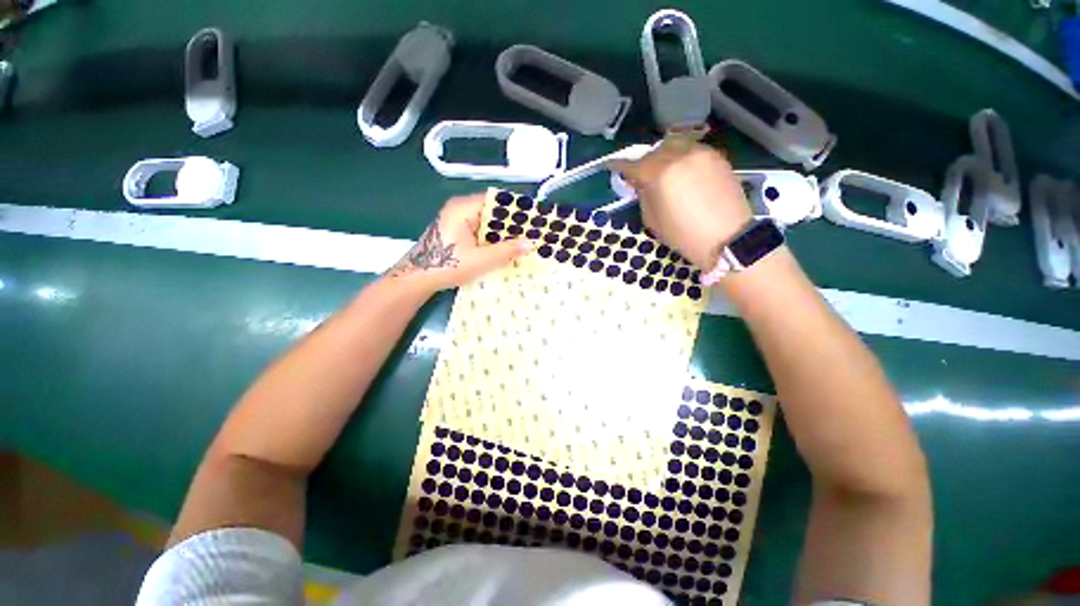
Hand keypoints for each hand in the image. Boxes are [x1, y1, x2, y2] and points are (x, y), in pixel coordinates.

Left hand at [387, 193, 535, 291]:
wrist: (416, 279)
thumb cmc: (446, 266)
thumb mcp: (480, 260)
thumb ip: (506, 251)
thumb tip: (531, 244)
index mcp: (463, 208)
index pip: (496, 200)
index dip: (516, 209)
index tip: (533, 219)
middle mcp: (459, 209)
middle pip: (492, 210)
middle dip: (512, 223)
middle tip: (532, 233)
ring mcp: (456, 220)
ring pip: (486, 222)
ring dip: (502, 232)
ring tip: (523, 242)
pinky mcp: (456, 231)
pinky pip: (479, 230)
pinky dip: (492, 238)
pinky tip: (504, 249)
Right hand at [609, 141, 751, 270]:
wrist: (727, 238)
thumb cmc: (683, 235)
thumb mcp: (652, 220)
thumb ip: (643, 195)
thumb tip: (640, 183)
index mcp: (660, 173)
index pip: (634, 165)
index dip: (620, 166)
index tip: (611, 166)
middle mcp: (680, 155)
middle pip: (654, 151)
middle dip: (644, 162)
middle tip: (641, 176)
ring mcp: (701, 153)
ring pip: (675, 145)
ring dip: (664, 156)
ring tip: (663, 172)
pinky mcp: (717, 156)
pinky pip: (692, 150)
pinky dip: (682, 157)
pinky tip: (682, 173)